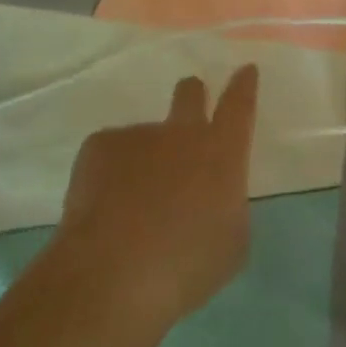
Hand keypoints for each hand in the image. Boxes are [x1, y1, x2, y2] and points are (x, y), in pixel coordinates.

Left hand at [45, 66, 259, 327]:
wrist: (112, 276)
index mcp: (222, 151)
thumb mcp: (231, 244)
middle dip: (192, 95)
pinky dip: (108, 176)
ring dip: (144, 159)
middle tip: (188, 114)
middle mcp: (184, 132)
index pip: (240, 104)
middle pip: (190, 93)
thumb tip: (216, 201)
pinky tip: (100, 211)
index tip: (245, 70)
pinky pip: (109, 154)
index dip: (244, 85)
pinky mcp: (100, 146)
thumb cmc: (186, 266)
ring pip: (145, 136)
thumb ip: (228, 209)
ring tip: (128, 206)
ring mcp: (140, 135)